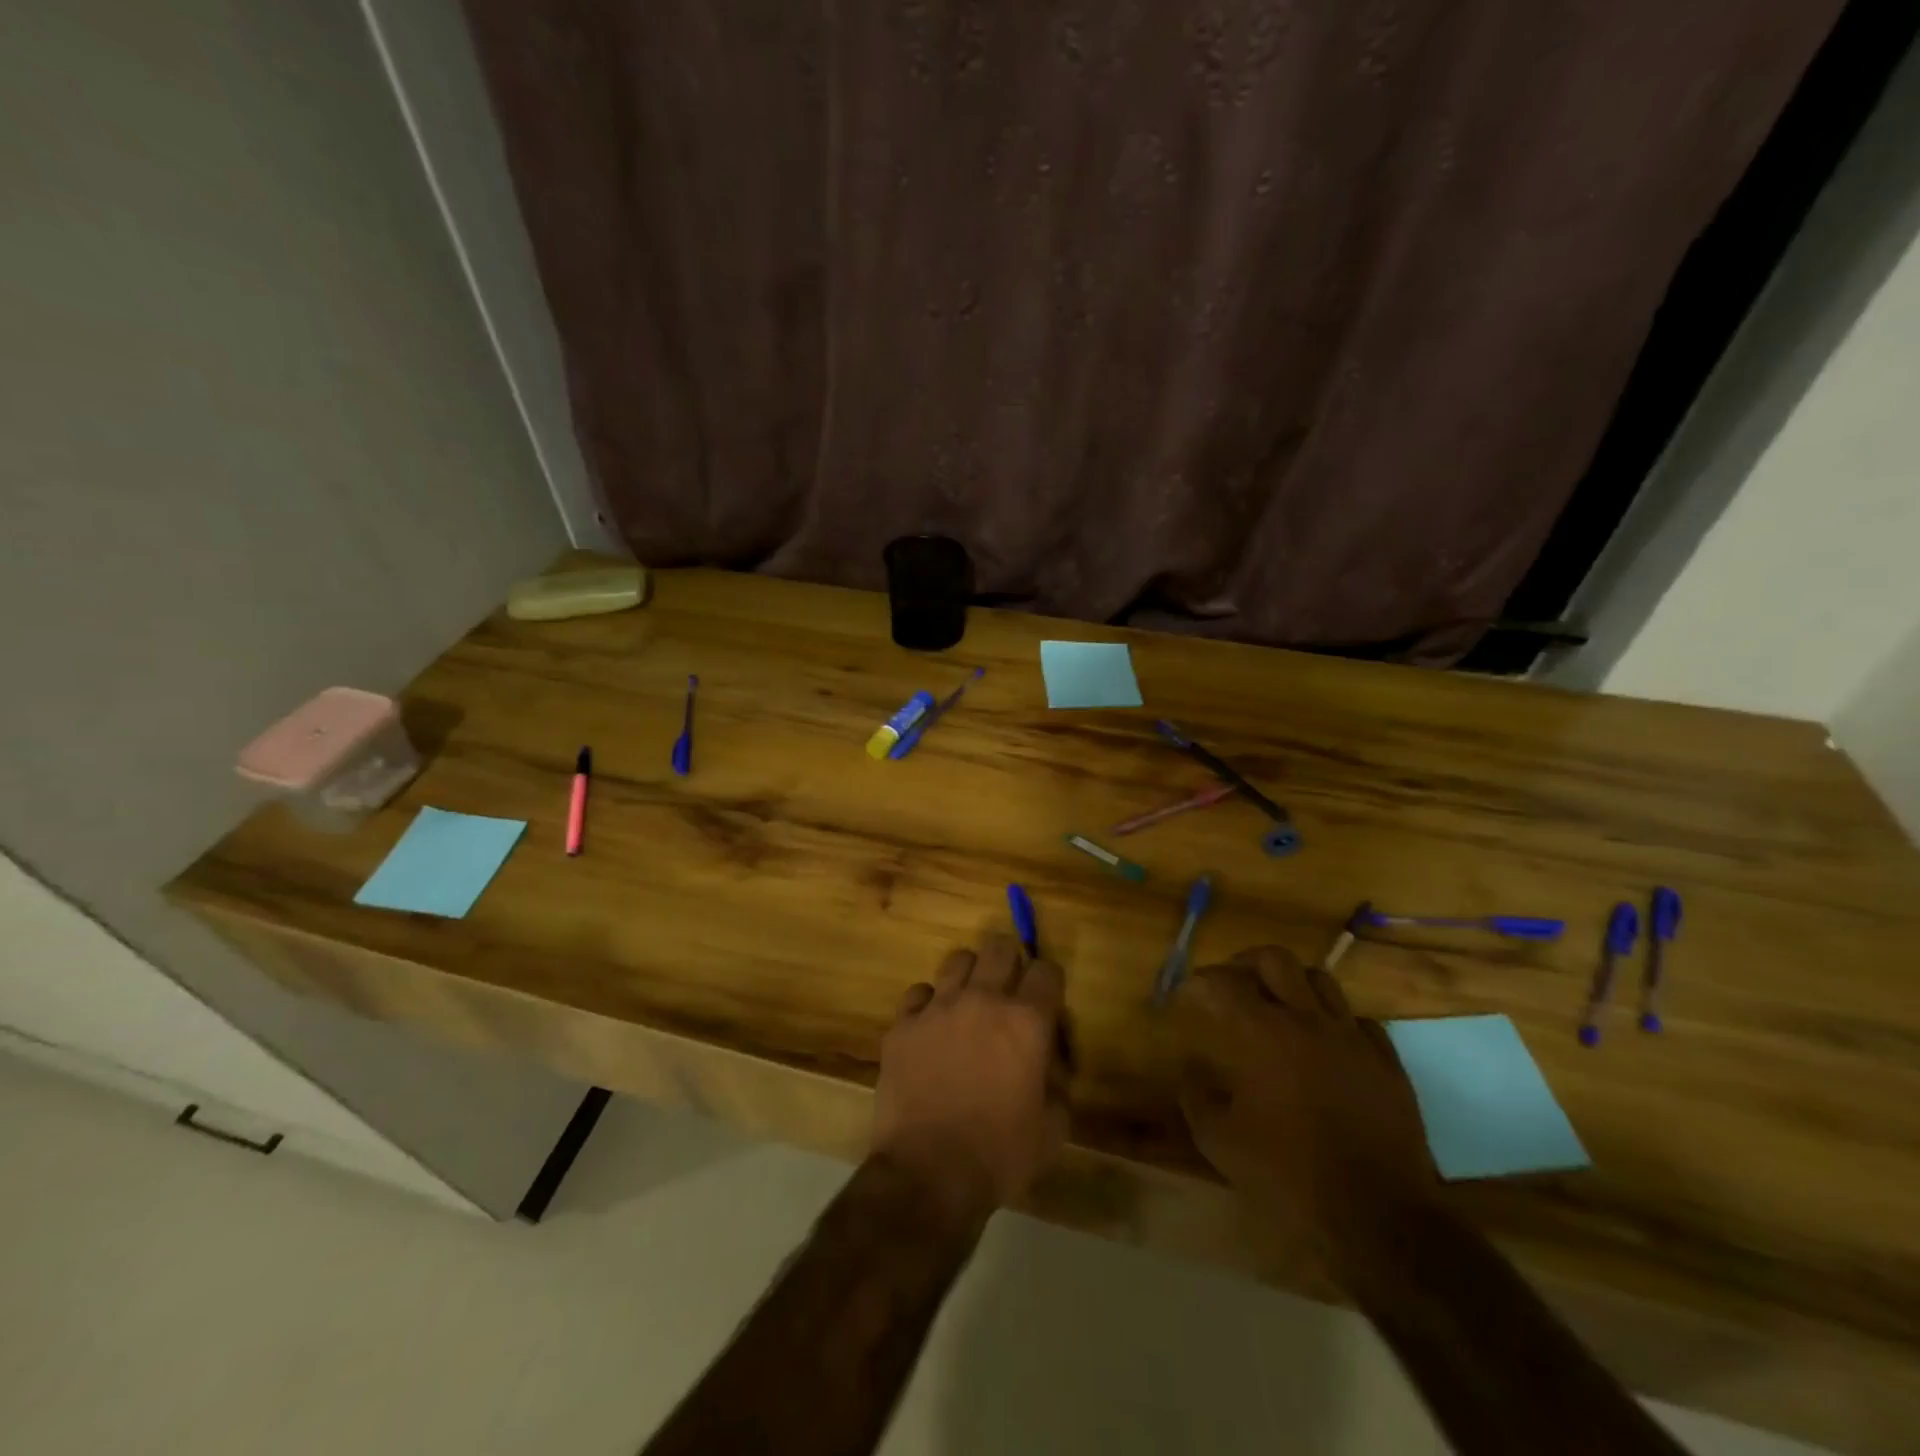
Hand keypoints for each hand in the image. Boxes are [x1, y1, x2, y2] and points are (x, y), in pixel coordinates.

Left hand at [873, 934, 1070, 1224]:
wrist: (928, 1175)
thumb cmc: (1000, 1155)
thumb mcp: (1052, 1129)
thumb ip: (1057, 1083)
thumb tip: (1049, 1061)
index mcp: (1026, 1022)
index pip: (1047, 971)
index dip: (1050, 982)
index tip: (1046, 999)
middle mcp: (983, 1000)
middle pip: (1000, 948)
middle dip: (1011, 962)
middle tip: (1009, 990)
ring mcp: (938, 1008)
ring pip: (958, 959)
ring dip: (970, 976)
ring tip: (969, 1003)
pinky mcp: (903, 1024)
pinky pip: (918, 993)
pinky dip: (929, 1004)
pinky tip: (931, 1027)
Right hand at [1171, 946, 1435, 1277]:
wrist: (1379, 1218)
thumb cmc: (1290, 1177)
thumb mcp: (1220, 1144)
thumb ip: (1196, 1098)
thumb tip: (1189, 1072)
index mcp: (1263, 1035)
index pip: (1222, 983)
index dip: (1198, 983)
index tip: (1185, 995)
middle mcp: (1308, 1021)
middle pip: (1274, 959)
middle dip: (1244, 963)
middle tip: (1231, 984)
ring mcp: (1353, 1038)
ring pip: (1320, 979)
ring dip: (1292, 984)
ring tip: (1278, 1005)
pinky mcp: (1387, 1062)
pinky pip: (1359, 1019)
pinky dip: (1335, 1021)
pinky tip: (1325, 1043)